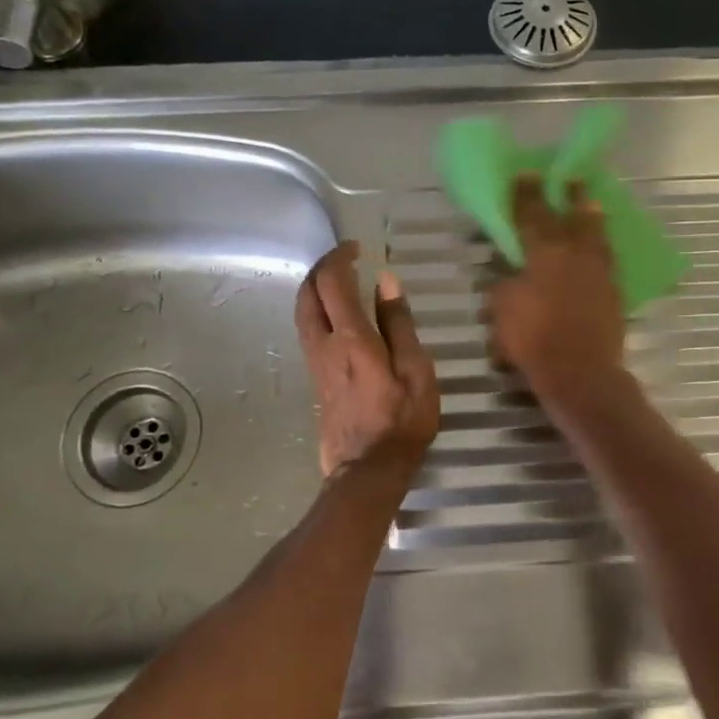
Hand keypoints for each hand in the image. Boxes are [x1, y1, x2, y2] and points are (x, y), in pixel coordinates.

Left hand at [295, 241, 439, 477]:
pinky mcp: (316, 379)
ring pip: (302, 313)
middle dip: (320, 269)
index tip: (356, 248)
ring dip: (314, 289)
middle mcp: (325, 345)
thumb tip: (386, 282)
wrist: (367, 470)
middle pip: (307, 294)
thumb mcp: (415, 371)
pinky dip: (317, 311)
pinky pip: (308, 331)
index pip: (331, 283)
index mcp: (351, 338)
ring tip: (339, 282)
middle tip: (344, 260)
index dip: (339, 258)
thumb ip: (399, 324)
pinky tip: (337, 316)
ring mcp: (316, 364)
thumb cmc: (401, 421)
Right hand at [485, 177, 627, 410]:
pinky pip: (607, 258)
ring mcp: (598, 272)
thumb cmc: (534, 341)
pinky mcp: (613, 291)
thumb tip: (512, 273)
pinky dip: (602, 244)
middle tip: (567, 177)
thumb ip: (505, 286)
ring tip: (590, 200)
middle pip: (569, 218)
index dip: (526, 195)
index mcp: (543, 255)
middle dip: (565, 196)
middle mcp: (574, 255)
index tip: (525, 174)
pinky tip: (599, 244)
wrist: (581, 372)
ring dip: (590, 215)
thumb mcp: (503, 312)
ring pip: (595, 234)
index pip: (532, 216)